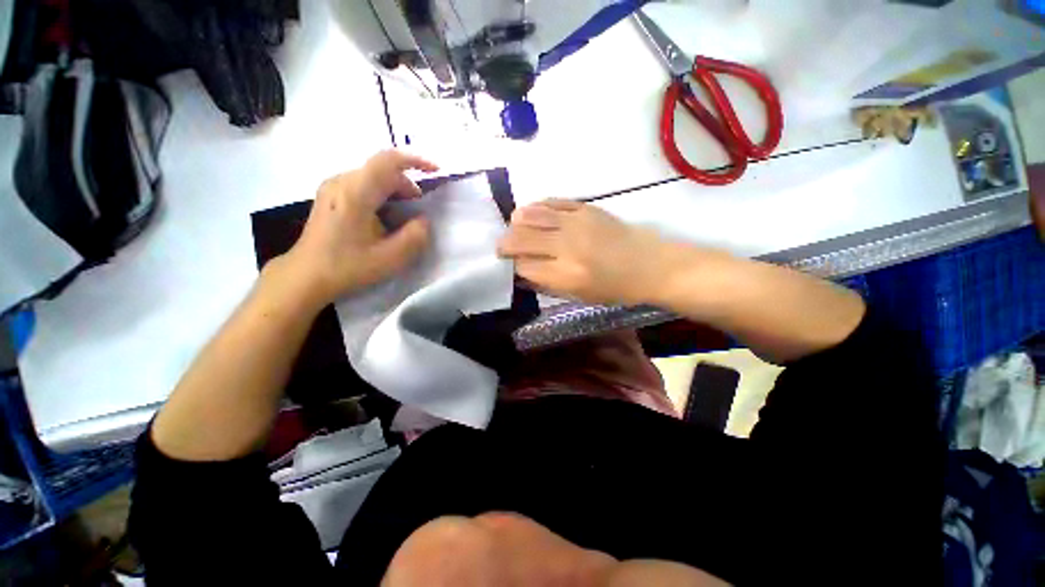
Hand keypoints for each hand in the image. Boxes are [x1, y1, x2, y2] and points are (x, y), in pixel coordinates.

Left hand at [269, 150, 438, 308]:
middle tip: (419, 208)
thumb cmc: (348, 267)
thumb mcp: (391, 258)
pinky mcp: (329, 195)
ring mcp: (332, 186)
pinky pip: (362, 183)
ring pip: (372, 175)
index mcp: (356, 193)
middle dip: (407, 184)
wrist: (306, 275)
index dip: (416, 160)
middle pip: (382, 168)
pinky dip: (381, 193)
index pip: (389, 160)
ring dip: (394, 189)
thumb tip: (423, 220)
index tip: (436, 170)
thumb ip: (415, 236)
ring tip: (403, 214)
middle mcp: (342, 181)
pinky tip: (383, 215)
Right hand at [497, 200, 671, 305]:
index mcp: (566, 275)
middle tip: (502, 247)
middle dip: (505, 243)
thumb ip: (547, 284)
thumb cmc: (615, 288)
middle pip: (521, 239)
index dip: (513, 266)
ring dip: (517, 222)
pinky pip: (552, 202)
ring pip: (532, 215)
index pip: (524, 266)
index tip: (511, 266)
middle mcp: (567, 246)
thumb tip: (521, 272)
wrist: (650, 264)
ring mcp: (575, 223)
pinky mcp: (585, 208)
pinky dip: (537, 207)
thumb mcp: (579, 296)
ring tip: (514, 228)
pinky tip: (531, 213)